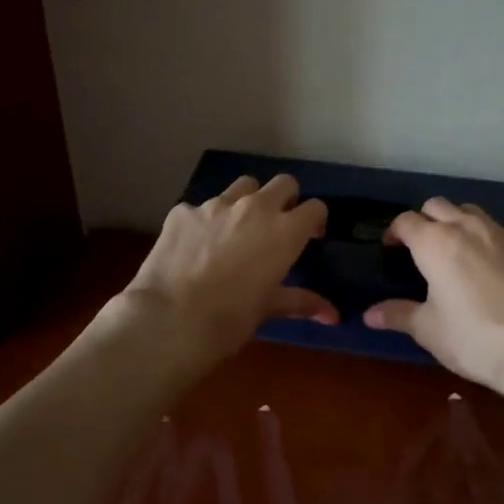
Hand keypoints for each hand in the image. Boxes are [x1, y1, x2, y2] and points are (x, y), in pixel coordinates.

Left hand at [115, 174, 335, 366]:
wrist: (170, 319)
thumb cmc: (230, 319)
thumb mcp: (269, 309)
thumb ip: (301, 302)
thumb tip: (333, 315)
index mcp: (284, 231)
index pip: (315, 208)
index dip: (315, 220)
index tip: (310, 237)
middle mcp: (255, 208)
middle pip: (283, 183)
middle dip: (286, 199)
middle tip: (277, 226)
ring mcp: (216, 205)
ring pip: (243, 186)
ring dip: (247, 201)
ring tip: (237, 228)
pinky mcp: (183, 211)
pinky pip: (201, 207)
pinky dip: (205, 221)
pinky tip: (196, 245)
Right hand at [365, 199, 503, 390]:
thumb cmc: (474, 339)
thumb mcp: (429, 330)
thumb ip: (398, 315)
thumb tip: (369, 315)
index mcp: (436, 243)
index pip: (406, 221)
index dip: (394, 232)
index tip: (391, 248)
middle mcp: (469, 227)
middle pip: (439, 205)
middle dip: (426, 220)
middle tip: (421, 247)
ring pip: (474, 214)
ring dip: (460, 224)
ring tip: (458, 253)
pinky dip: (493, 246)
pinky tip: (497, 274)